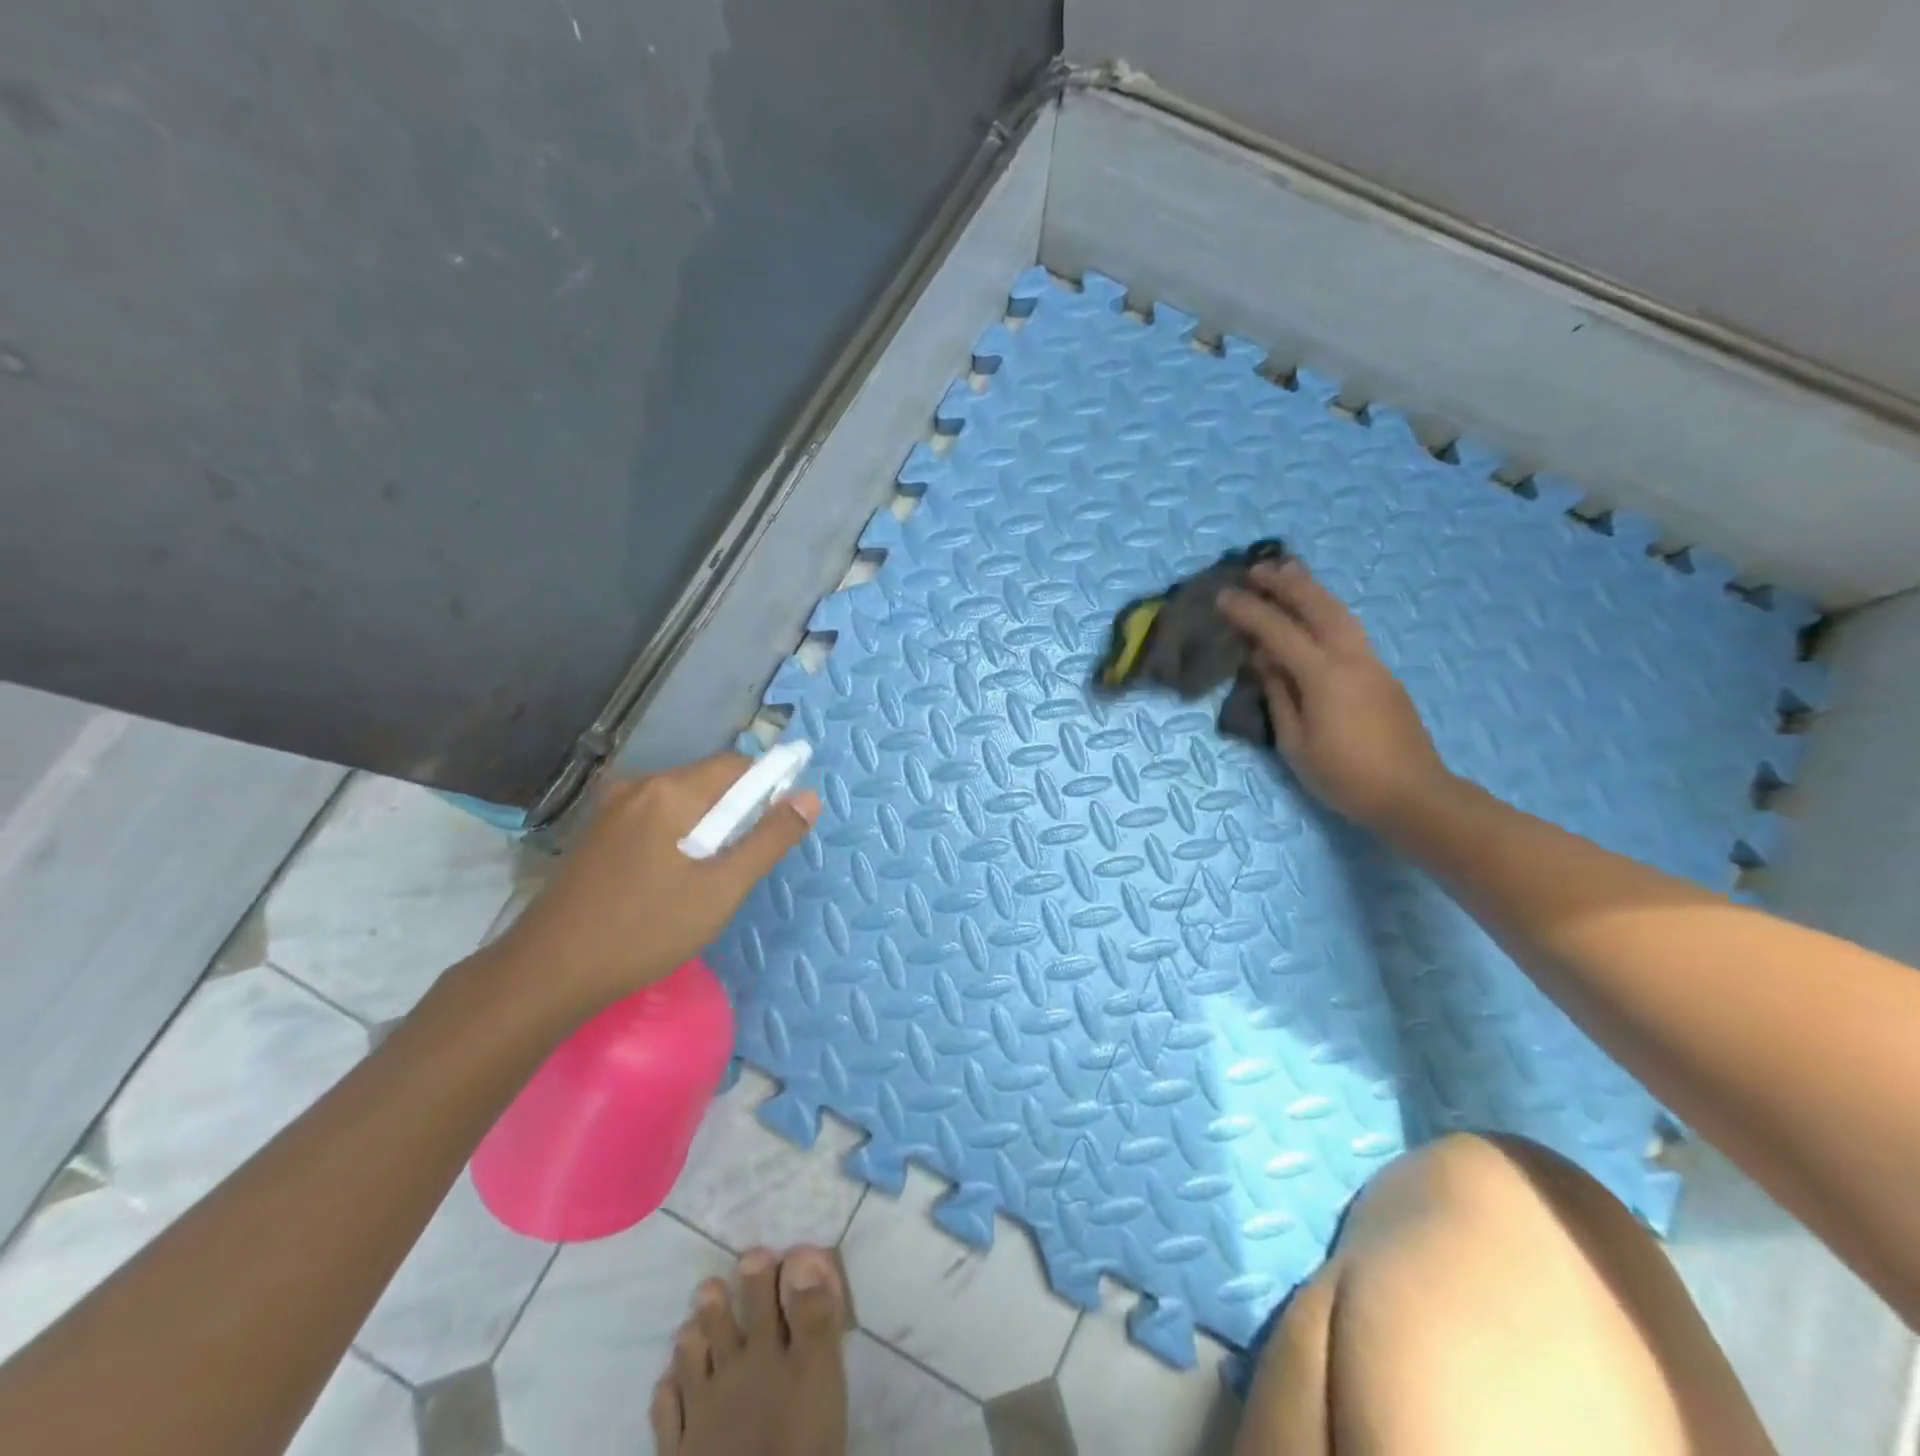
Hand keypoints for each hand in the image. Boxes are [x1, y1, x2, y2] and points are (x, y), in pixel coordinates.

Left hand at [492, 754, 820, 1017]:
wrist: (547, 973)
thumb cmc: (645, 930)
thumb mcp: (721, 889)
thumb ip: (769, 839)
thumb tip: (810, 797)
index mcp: (671, 791)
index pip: (737, 766)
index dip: (767, 789)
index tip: (775, 831)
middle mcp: (639, 786)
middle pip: (707, 781)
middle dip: (735, 813)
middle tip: (738, 867)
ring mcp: (610, 808)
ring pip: (680, 802)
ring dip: (705, 828)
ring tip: (704, 880)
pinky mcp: (595, 833)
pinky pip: (653, 818)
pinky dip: (675, 837)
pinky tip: (668, 882)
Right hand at [1217, 560, 1453, 830]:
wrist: (1413, 794)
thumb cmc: (1344, 776)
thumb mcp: (1295, 742)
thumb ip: (1279, 694)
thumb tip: (1264, 659)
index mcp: (1324, 675)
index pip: (1278, 632)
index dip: (1249, 612)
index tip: (1223, 597)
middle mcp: (1351, 658)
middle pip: (1317, 607)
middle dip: (1286, 584)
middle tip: (1257, 568)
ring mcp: (1372, 663)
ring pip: (1340, 612)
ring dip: (1312, 590)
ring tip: (1289, 572)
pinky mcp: (1382, 674)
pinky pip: (1349, 629)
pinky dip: (1327, 610)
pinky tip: (1315, 613)